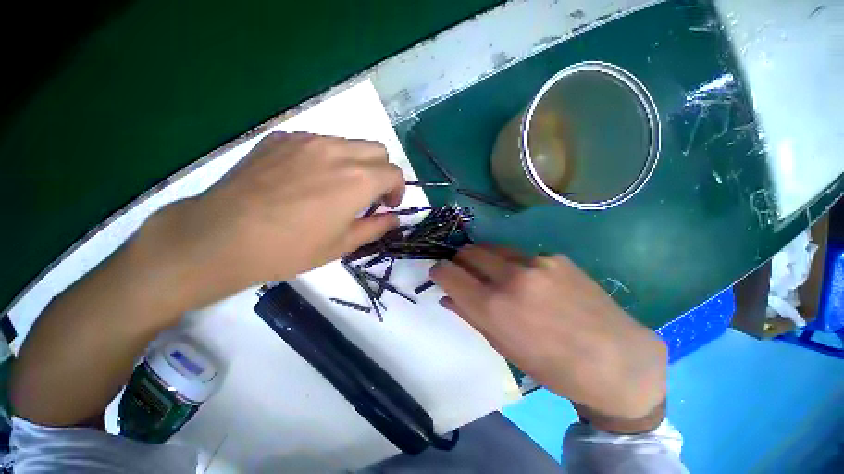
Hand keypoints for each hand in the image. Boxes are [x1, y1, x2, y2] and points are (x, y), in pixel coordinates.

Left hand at [132, 132, 404, 309]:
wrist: (221, 237)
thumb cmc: (291, 248)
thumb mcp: (343, 245)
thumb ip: (376, 227)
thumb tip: (394, 219)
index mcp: (358, 179)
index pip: (394, 173)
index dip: (398, 190)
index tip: (387, 206)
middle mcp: (337, 151)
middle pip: (377, 150)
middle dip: (382, 172)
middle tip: (368, 195)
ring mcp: (307, 140)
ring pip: (349, 143)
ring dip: (356, 163)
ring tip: (337, 188)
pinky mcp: (281, 139)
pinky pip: (318, 142)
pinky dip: (327, 158)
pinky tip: (306, 180)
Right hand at [430, 246, 666, 431]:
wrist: (618, 360)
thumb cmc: (552, 366)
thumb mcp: (503, 346)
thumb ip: (469, 314)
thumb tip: (446, 295)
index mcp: (494, 306)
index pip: (448, 272)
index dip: (438, 271)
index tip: (439, 274)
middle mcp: (511, 277)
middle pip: (468, 251)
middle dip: (459, 261)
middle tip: (464, 273)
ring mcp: (535, 262)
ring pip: (491, 248)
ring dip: (484, 259)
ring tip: (494, 275)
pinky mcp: (554, 256)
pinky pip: (520, 254)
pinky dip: (512, 264)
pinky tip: (530, 281)